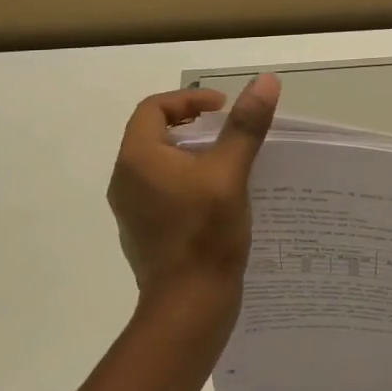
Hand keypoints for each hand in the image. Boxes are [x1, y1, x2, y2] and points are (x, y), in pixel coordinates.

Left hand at [106, 75, 280, 302]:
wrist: (188, 309)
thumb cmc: (205, 235)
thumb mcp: (230, 173)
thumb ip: (245, 125)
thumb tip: (265, 81)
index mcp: (137, 160)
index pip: (154, 108)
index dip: (190, 101)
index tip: (224, 109)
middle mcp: (125, 181)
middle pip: (154, 133)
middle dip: (193, 125)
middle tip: (229, 130)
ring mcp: (132, 210)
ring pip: (160, 163)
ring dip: (193, 153)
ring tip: (229, 160)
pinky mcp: (145, 231)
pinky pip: (163, 189)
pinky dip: (188, 180)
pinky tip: (219, 196)